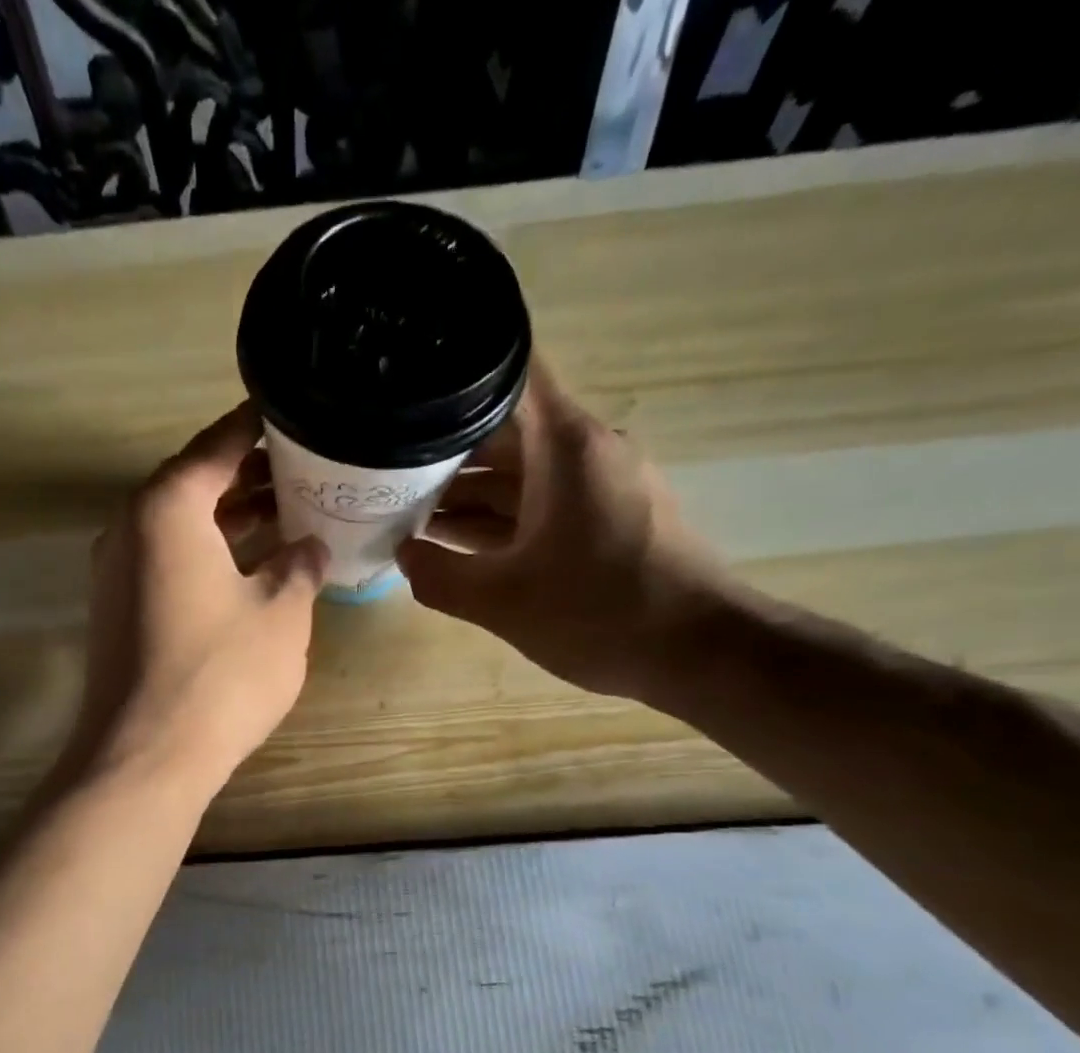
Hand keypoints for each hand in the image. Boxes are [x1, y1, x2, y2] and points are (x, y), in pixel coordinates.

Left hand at [66, 401, 328, 795]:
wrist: (145, 756)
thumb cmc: (221, 673)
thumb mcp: (281, 613)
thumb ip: (299, 566)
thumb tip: (308, 546)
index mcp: (167, 507)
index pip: (217, 446)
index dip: (257, 428)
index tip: (293, 415)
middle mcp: (129, 527)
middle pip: (193, 484)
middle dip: (247, 477)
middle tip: (302, 471)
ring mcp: (116, 572)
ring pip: (178, 527)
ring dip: (227, 520)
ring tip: (284, 515)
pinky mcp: (116, 611)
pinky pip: (166, 562)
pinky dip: (206, 555)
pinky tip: (247, 569)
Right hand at [396, 360, 731, 703]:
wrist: (698, 652)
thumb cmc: (599, 613)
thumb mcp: (501, 601)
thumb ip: (438, 575)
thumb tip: (402, 553)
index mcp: (564, 445)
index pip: (508, 373)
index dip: (454, 373)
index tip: (405, 387)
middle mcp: (583, 451)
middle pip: (503, 430)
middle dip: (442, 451)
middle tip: (381, 471)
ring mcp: (597, 487)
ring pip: (519, 473)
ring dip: (466, 492)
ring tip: (402, 511)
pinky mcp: (604, 520)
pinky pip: (539, 505)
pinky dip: (497, 519)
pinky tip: (452, 543)